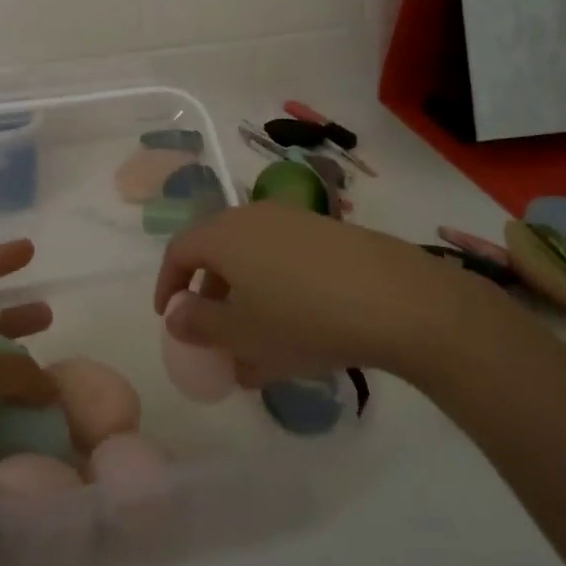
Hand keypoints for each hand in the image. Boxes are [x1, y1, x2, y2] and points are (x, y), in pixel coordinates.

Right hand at [155, 203, 457, 381]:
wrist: (396, 299)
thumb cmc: (302, 318)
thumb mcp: (242, 333)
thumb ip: (199, 324)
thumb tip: (175, 315)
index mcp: (224, 234)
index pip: (180, 250)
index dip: (168, 285)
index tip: (169, 319)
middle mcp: (254, 216)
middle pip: (217, 251)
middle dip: (209, 296)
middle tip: (213, 335)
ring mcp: (295, 221)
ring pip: (254, 259)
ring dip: (245, 299)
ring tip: (256, 349)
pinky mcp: (328, 234)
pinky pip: (285, 261)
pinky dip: (277, 292)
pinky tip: (297, 333)